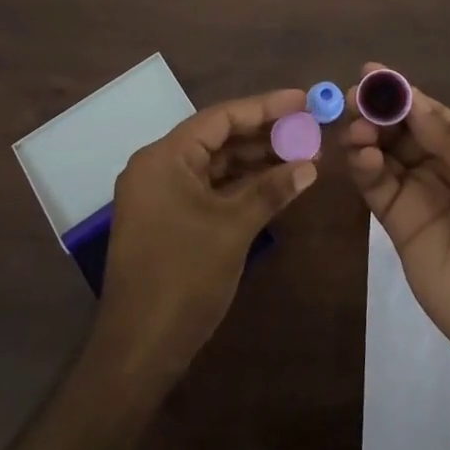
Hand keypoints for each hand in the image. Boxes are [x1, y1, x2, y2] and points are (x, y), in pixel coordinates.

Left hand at [91, 89, 318, 394]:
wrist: (139, 349)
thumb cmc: (184, 277)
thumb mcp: (233, 228)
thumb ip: (271, 189)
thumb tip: (310, 165)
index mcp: (164, 158)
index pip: (220, 118)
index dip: (265, 107)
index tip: (302, 100)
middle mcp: (158, 167)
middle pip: (218, 138)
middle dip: (264, 133)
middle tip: (308, 127)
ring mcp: (160, 195)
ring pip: (215, 164)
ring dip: (255, 160)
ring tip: (301, 152)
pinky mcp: (168, 219)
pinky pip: (208, 188)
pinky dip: (240, 185)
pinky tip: (276, 183)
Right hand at [344, 63, 449, 374]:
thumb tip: (414, 102)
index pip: (431, 115)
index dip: (403, 94)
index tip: (373, 73)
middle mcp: (442, 171)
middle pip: (402, 132)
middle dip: (378, 111)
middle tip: (354, 96)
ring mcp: (419, 199)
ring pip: (384, 156)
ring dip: (366, 135)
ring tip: (356, 127)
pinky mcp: (399, 227)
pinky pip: (377, 189)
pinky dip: (364, 168)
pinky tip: (362, 155)